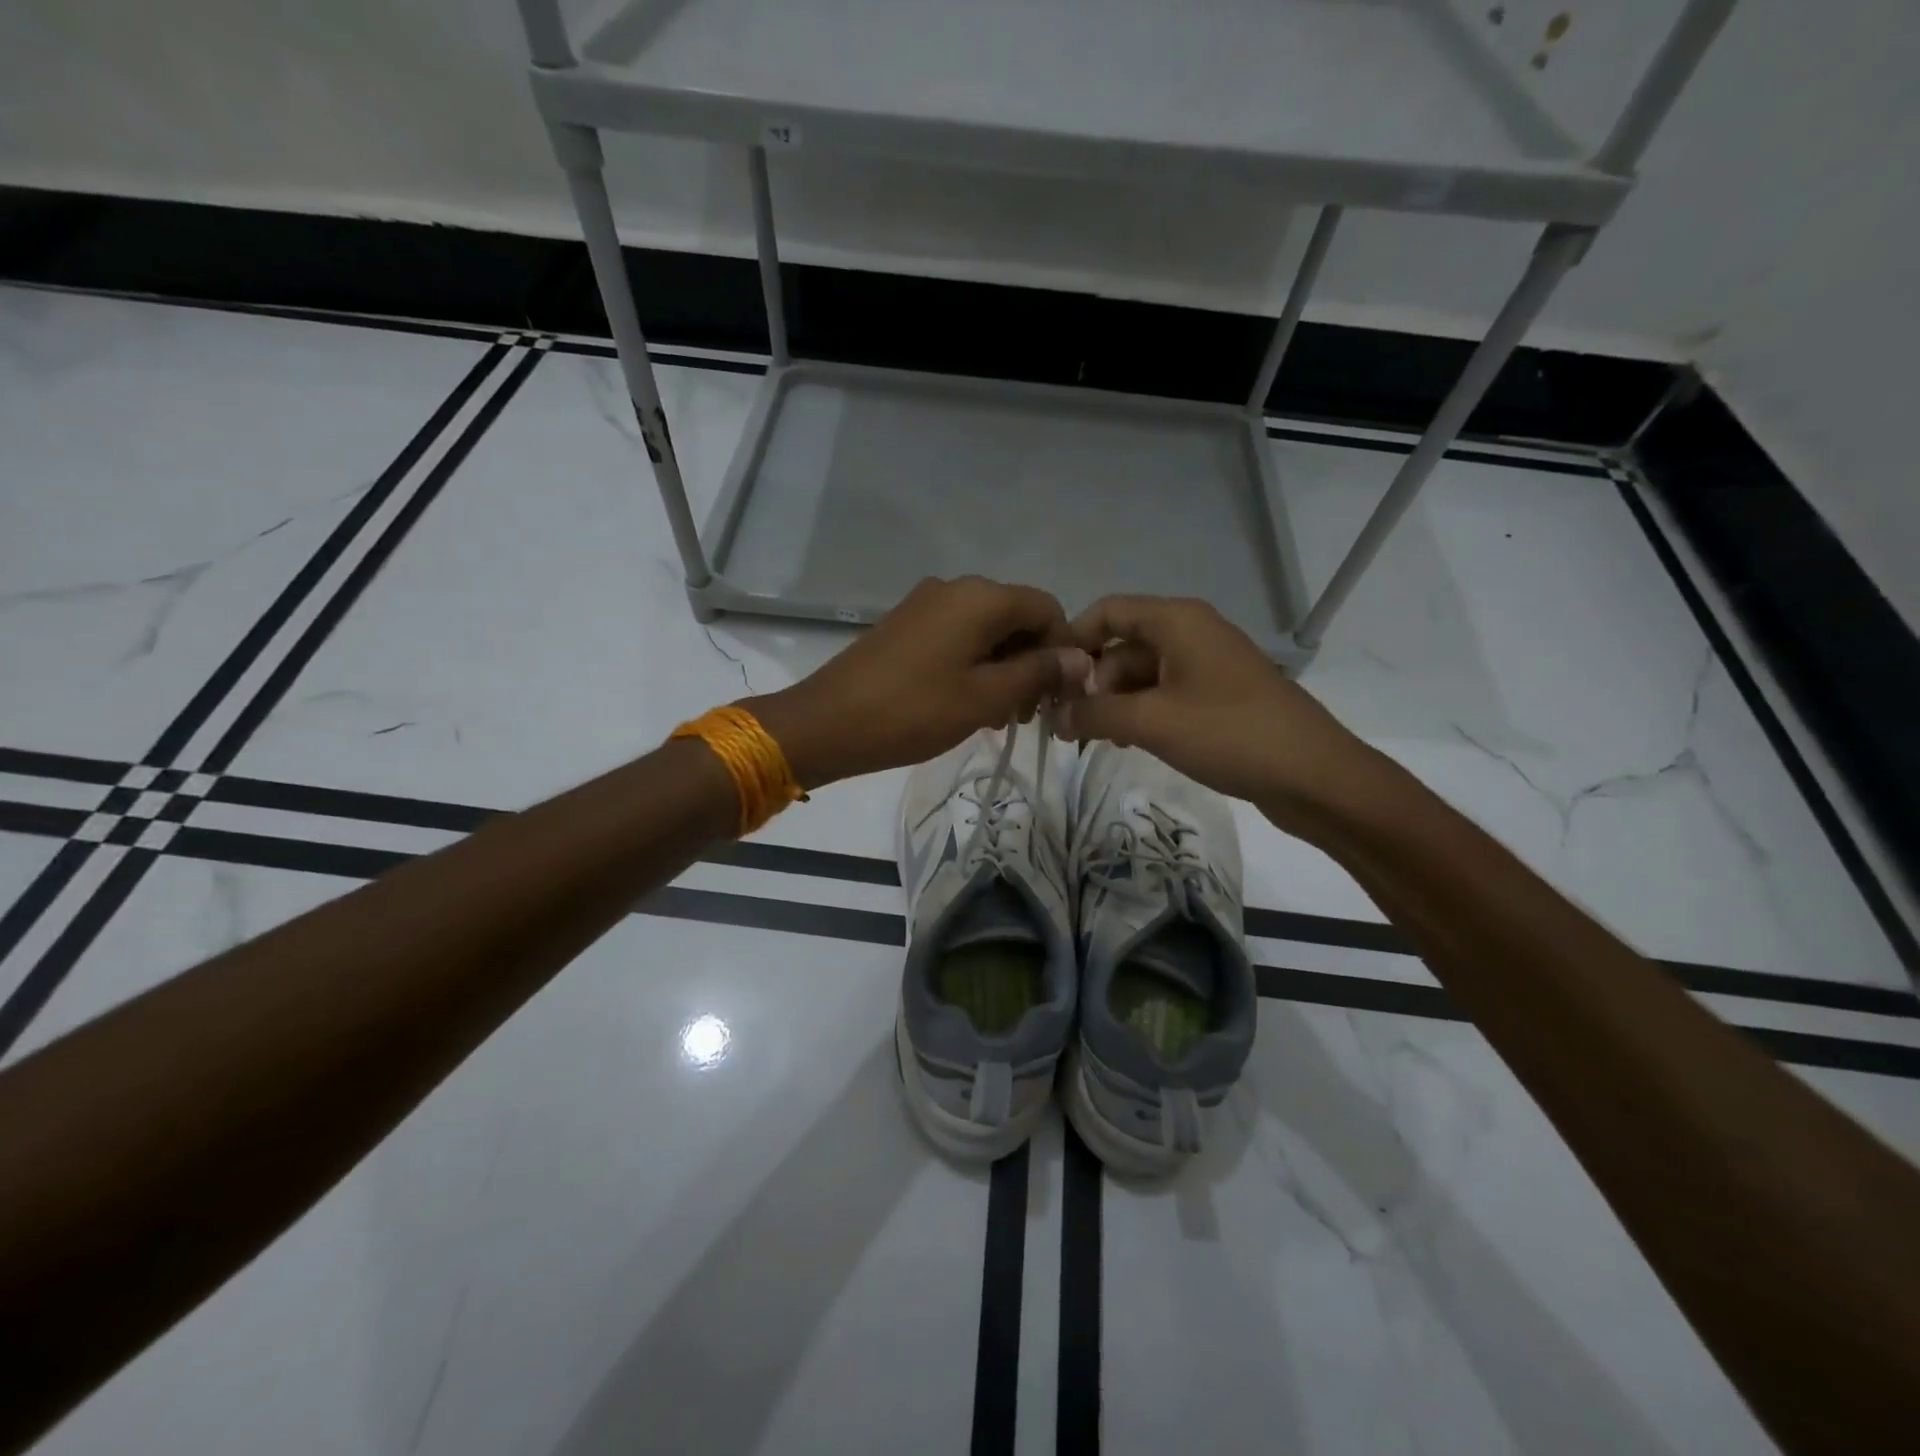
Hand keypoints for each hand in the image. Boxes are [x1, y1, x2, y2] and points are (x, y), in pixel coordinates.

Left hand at [748, 577, 1089, 788]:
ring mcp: (926, 603)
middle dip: (1031, 663)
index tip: (1058, 695)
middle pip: (1016, 618)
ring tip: (997, 716)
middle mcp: (956, 587)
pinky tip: (967, 703)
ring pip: (986, 630)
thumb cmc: (914, 711)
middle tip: (1025, 715)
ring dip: (1002, 668)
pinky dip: (973, 665)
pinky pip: (956, 636)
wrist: (827, 723)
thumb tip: (1080, 657)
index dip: (1063, 649)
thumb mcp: (986, 697)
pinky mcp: (905, 624)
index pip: (1047, 608)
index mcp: (981, 597)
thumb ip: (1038, 672)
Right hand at [1054, 595, 1376, 818]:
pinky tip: (1128, 742)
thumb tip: (1053, 716)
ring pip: (1142, 672)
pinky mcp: (1217, 695)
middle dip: (1092, 681)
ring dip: (1114, 701)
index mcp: (1177, 620)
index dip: (1072, 640)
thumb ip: (1094, 714)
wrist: (1314, 775)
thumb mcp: (1151, 722)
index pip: (1107, 611)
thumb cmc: (1229, 734)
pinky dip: (1141, 712)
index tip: (1047, 680)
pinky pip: (1165, 693)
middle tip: (1069, 724)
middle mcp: (1191, 632)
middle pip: (1122, 645)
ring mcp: (1207, 664)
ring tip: (1096, 739)